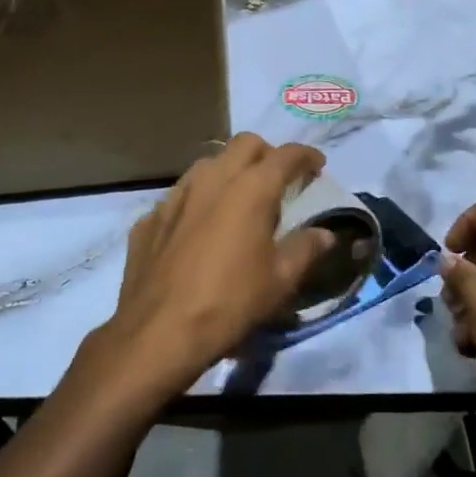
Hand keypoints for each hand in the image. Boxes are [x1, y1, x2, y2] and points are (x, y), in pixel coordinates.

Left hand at [98, 133, 336, 398]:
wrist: (158, 332)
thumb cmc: (230, 303)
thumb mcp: (279, 281)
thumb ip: (305, 249)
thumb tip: (325, 234)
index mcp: (251, 189)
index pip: (286, 155)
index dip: (306, 156)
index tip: (317, 166)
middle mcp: (212, 179)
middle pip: (245, 144)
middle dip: (267, 154)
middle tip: (279, 180)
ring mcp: (176, 195)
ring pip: (209, 163)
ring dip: (230, 171)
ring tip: (239, 199)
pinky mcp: (150, 217)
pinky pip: (180, 196)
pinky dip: (198, 202)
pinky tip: (199, 230)